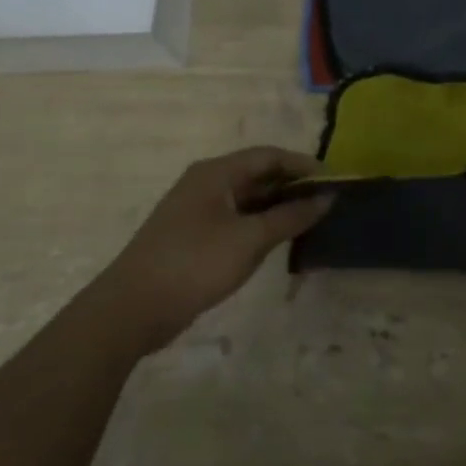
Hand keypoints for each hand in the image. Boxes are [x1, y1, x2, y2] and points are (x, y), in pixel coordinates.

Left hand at [93, 148, 332, 353]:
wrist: (131, 310)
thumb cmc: (195, 264)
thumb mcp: (251, 239)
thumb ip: (291, 216)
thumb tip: (328, 198)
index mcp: (216, 173)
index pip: (269, 155)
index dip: (303, 164)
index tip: (334, 180)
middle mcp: (205, 184)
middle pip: (258, 174)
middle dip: (293, 185)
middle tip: (327, 202)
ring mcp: (197, 211)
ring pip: (248, 198)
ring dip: (278, 206)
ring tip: (311, 220)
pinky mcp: (193, 236)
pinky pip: (237, 219)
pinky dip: (261, 223)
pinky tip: (280, 239)